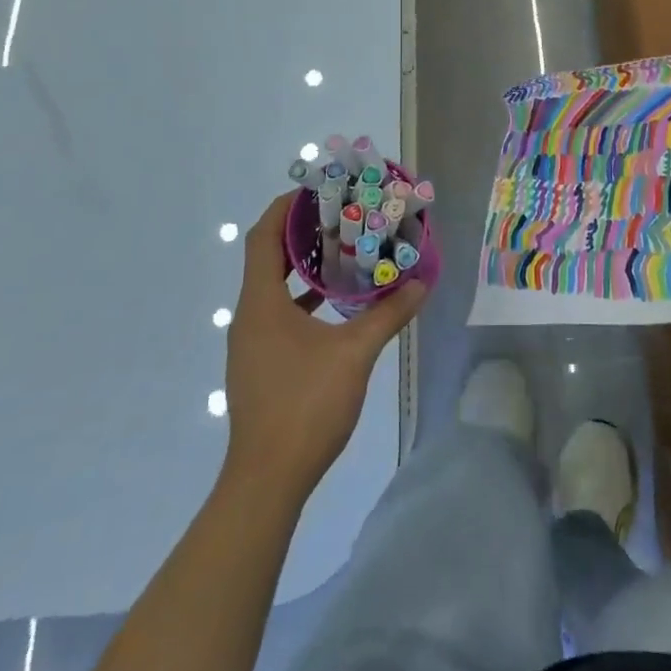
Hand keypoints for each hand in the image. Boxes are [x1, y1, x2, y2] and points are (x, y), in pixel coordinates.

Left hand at [221, 192, 426, 505]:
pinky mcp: (259, 363)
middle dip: (301, 231)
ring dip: (303, 265)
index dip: (286, 207)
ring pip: (272, 286)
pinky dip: (302, 298)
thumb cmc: (305, 405)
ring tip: (343, 250)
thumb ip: (388, 314)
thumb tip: (422, 284)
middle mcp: (248, 316)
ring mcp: (251, 342)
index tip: (319, 190)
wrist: (267, 481)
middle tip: (341, 214)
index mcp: (260, 303)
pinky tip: (335, 304)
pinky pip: (277, 312)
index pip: (264, 236)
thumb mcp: (355, 354)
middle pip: (267, 256)